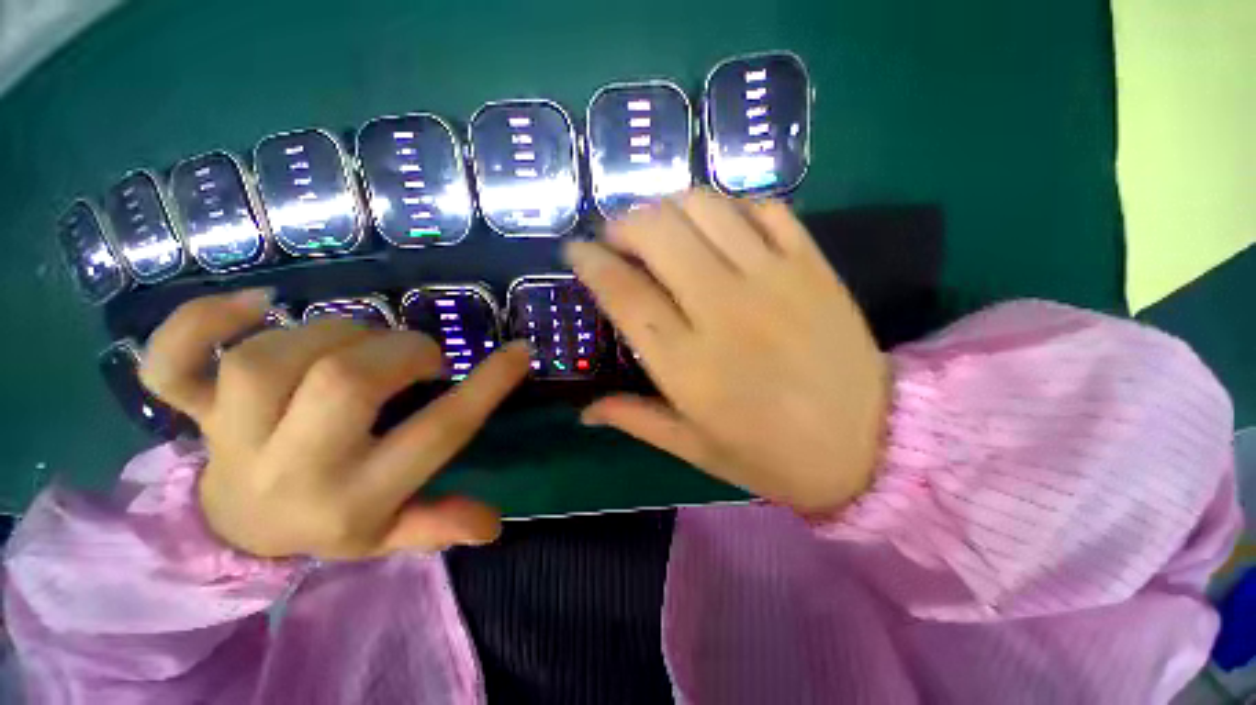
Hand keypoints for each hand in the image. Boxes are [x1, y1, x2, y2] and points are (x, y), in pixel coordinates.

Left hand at [139, 290, 528, 558]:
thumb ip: (438, 525)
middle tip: (418, 355)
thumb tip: (493, 523)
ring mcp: (229, 437)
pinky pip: (172, 361)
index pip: (437, 435)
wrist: (232, 530)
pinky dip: (202, 321)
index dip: (486, 387)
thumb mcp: (388, 535)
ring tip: (358, 342)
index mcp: (355, 499)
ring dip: (333, 334)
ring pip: (271, 360)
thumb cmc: (327, 521)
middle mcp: (293, 469)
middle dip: (401, 352)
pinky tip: (255, 305)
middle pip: (346, 385)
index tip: (520, 352)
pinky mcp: (188, 410)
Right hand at [566, 190, 889, 513]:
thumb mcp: (695, 449)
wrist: (871, 444)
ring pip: (705, 207)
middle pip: (657, 233)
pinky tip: (719, 227)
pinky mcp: (812, 264)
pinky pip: (763, 208)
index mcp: (688, 365)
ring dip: (669, 207)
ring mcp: (774, 280)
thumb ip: (636, 419)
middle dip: (624, 223)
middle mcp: (724, 311)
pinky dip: (729, 206)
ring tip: (662, 228)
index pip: (623, 292)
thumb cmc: (773, 455)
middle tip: (618, 238)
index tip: (575, 250)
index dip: (590, 262)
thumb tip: (585, 411)